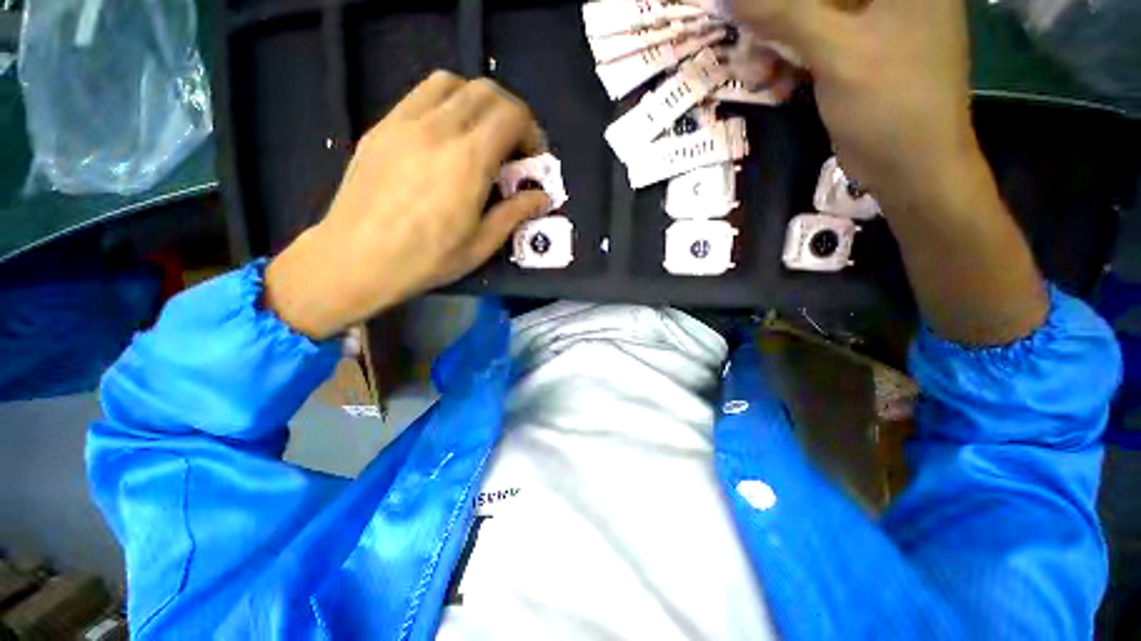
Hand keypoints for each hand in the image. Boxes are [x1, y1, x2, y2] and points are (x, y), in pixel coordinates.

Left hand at [265, 71, 550, 338]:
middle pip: (486, 91)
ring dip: (477, 102)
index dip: (531, 132)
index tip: (532, 159)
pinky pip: (420, 95)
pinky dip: (446, 104)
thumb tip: (542, 197)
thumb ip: (515, 213)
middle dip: (510, 114)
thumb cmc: (426, 259)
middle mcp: (438, 129)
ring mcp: (405, 123)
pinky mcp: (382, 127)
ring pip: (452, 84)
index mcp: (468, 160)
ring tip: (480, 137)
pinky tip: (446, 138)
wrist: (356, 259)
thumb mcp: (481, 244)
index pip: (511, 115)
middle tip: (512, 148)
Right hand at [731, 0, 979, 207]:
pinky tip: (777, 84)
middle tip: (750, 45)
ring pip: (811, 16)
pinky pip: (816, 42)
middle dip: (777, 18)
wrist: (913, 166)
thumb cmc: (890, 103)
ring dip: (777, 43)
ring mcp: (877, 21)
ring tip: (759, 74)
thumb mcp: (836, 52)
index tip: (752, 13)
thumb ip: (785, 14)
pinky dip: (791, 61)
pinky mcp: (862, 52)